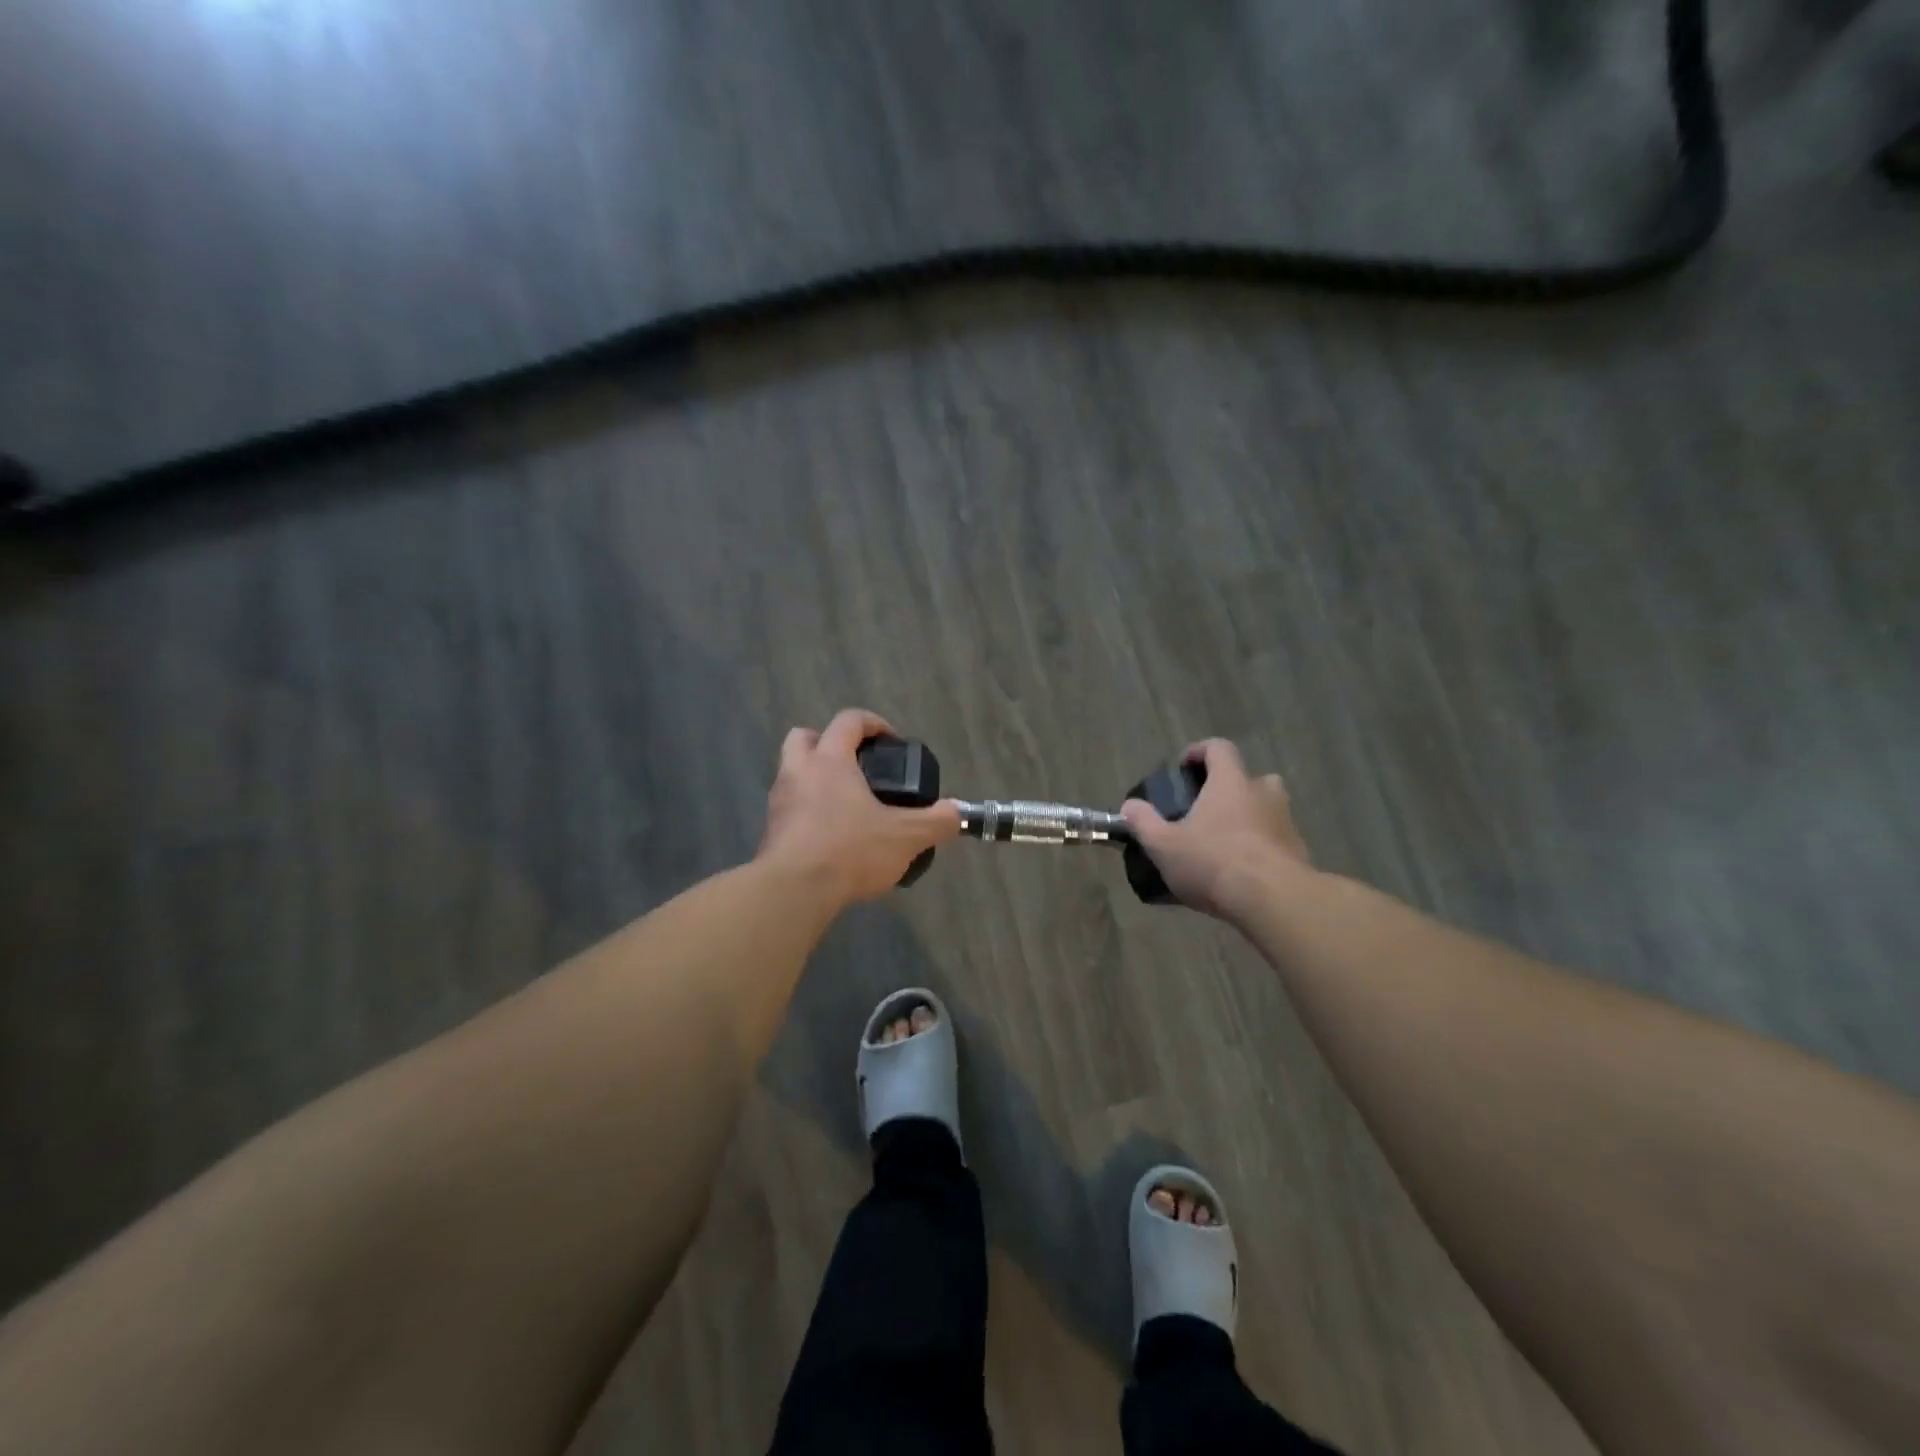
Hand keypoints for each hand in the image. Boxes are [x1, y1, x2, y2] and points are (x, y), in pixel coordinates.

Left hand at [758, 709, 960, 907]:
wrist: (793, 892)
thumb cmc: (849, 851)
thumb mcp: (905, 837)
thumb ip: (936, 822)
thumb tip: (957, 812)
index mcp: (830, 760)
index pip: (848, 721)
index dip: (872, 723)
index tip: (891, 741)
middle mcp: (798, 772)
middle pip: (805, 738)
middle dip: (828, 743)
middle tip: (855, 766)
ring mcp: (779, 801)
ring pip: (792, 773)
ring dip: (815, 779)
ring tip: (846, 805)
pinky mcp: (771, 831)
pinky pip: (790, 808)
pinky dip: (807, 812)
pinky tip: (830, 837)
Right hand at [1120, 739, 1312, 919]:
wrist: (1274, 900)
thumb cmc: (1214, 862)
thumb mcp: (1164, 845)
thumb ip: (1143, 822)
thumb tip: (1129, 806)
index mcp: (1230, 782)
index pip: (1219, 748)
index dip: (1199, 751)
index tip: (1184, 767)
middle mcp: (1263, 793)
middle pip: (1249, 777)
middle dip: (1229, 788)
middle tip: (1207, 809)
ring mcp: (1286, 822)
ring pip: (1267, 808)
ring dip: (1249, 817)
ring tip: (1225, 840)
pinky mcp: (1299, 852)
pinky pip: (1277, 839)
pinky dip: (1262, 846)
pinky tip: (1243, 870)